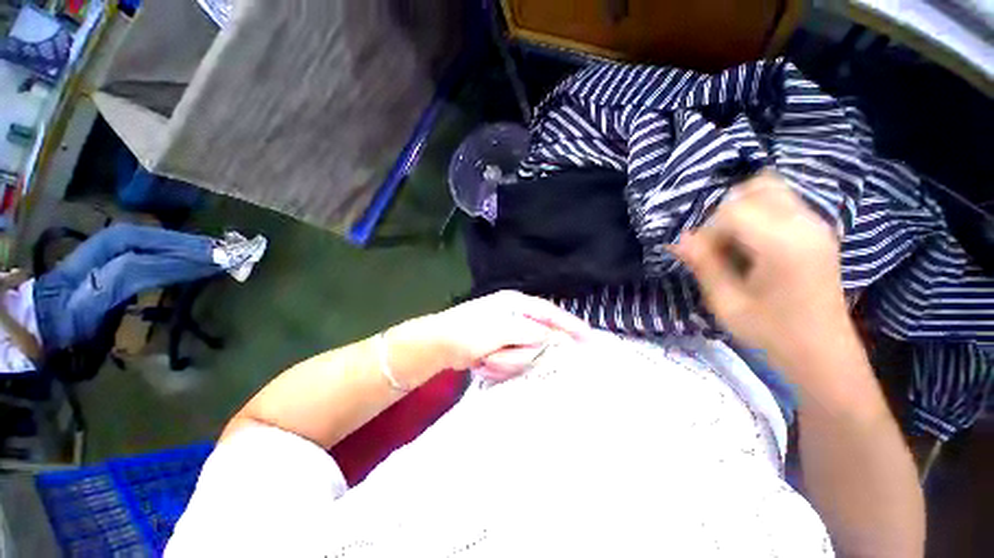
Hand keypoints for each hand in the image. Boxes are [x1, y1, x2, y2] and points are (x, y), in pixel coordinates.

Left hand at [406, 291, 592, 382]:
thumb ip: (525, 332)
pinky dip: (500, 364)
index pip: (548, 312)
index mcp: (514, 304)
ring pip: (524, 353)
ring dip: (505, 360)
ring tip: (486, 358)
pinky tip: (484, 362)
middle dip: (522, 352)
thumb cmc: (467, 332)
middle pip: (536, 337)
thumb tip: (547, 336)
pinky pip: (512, 359)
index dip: (569, 324)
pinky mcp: (501, 345)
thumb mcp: (497, 330)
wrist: (439, 344)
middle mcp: (513, 315)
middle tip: (499, 356)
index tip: (588, 337)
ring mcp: (507, 331)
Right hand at [670, 170, 857, 373]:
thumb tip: (677, 239)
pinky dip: (758, 213)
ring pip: (769, 189)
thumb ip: (703, 265)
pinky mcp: (818, 228)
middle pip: (753, 189)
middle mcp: (805, 224)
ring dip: (742, 210)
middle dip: (724, 213)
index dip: (708, 230)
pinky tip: (753, 243)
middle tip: (719, 245)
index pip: (732, 210)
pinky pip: (781, 201)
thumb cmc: (771, 332)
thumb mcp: (726, 303)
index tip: (703, 256)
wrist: (822, 351)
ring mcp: (816, 223)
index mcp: (783, 245)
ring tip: (735, 242)